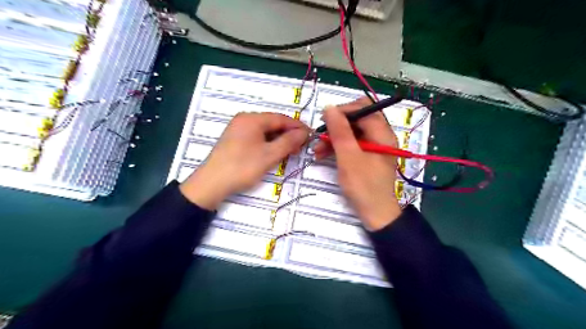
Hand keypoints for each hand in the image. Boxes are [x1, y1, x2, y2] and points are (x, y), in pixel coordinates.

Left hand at [182, 113, 307, 209]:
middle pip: (272, 123)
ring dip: (279, 139)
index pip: (281, 118)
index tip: (310, 135)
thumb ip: (288, 141)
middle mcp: (244, 119)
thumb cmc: (243, 167)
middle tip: (302, 145)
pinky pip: (257, 137)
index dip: (297, 126)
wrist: (212, 183)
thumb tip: (304, 132)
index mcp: (252, 119)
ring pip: (265, 131)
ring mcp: (238, 129)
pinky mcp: (235, 139)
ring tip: (291, 150)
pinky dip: (268, 143)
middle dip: (288, 134)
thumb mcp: (269, 155)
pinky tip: (275, 151)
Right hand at [313, 97, 400, 229]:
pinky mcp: (367, 155)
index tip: (323, 120)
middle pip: (356, 119)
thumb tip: (329, 107)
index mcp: (382, 132)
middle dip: (335, 126)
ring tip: (316, 150)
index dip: (342, 111)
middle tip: (319, 137)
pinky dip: (338, 147)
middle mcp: (380, 135)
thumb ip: (340, 131)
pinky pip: (351, 144)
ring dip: (333, 138)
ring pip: (351, 132)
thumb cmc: (363, 186)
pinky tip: (323, 155)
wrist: (375, 214)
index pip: (363, 108)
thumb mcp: (349, 157)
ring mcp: (373, 146)